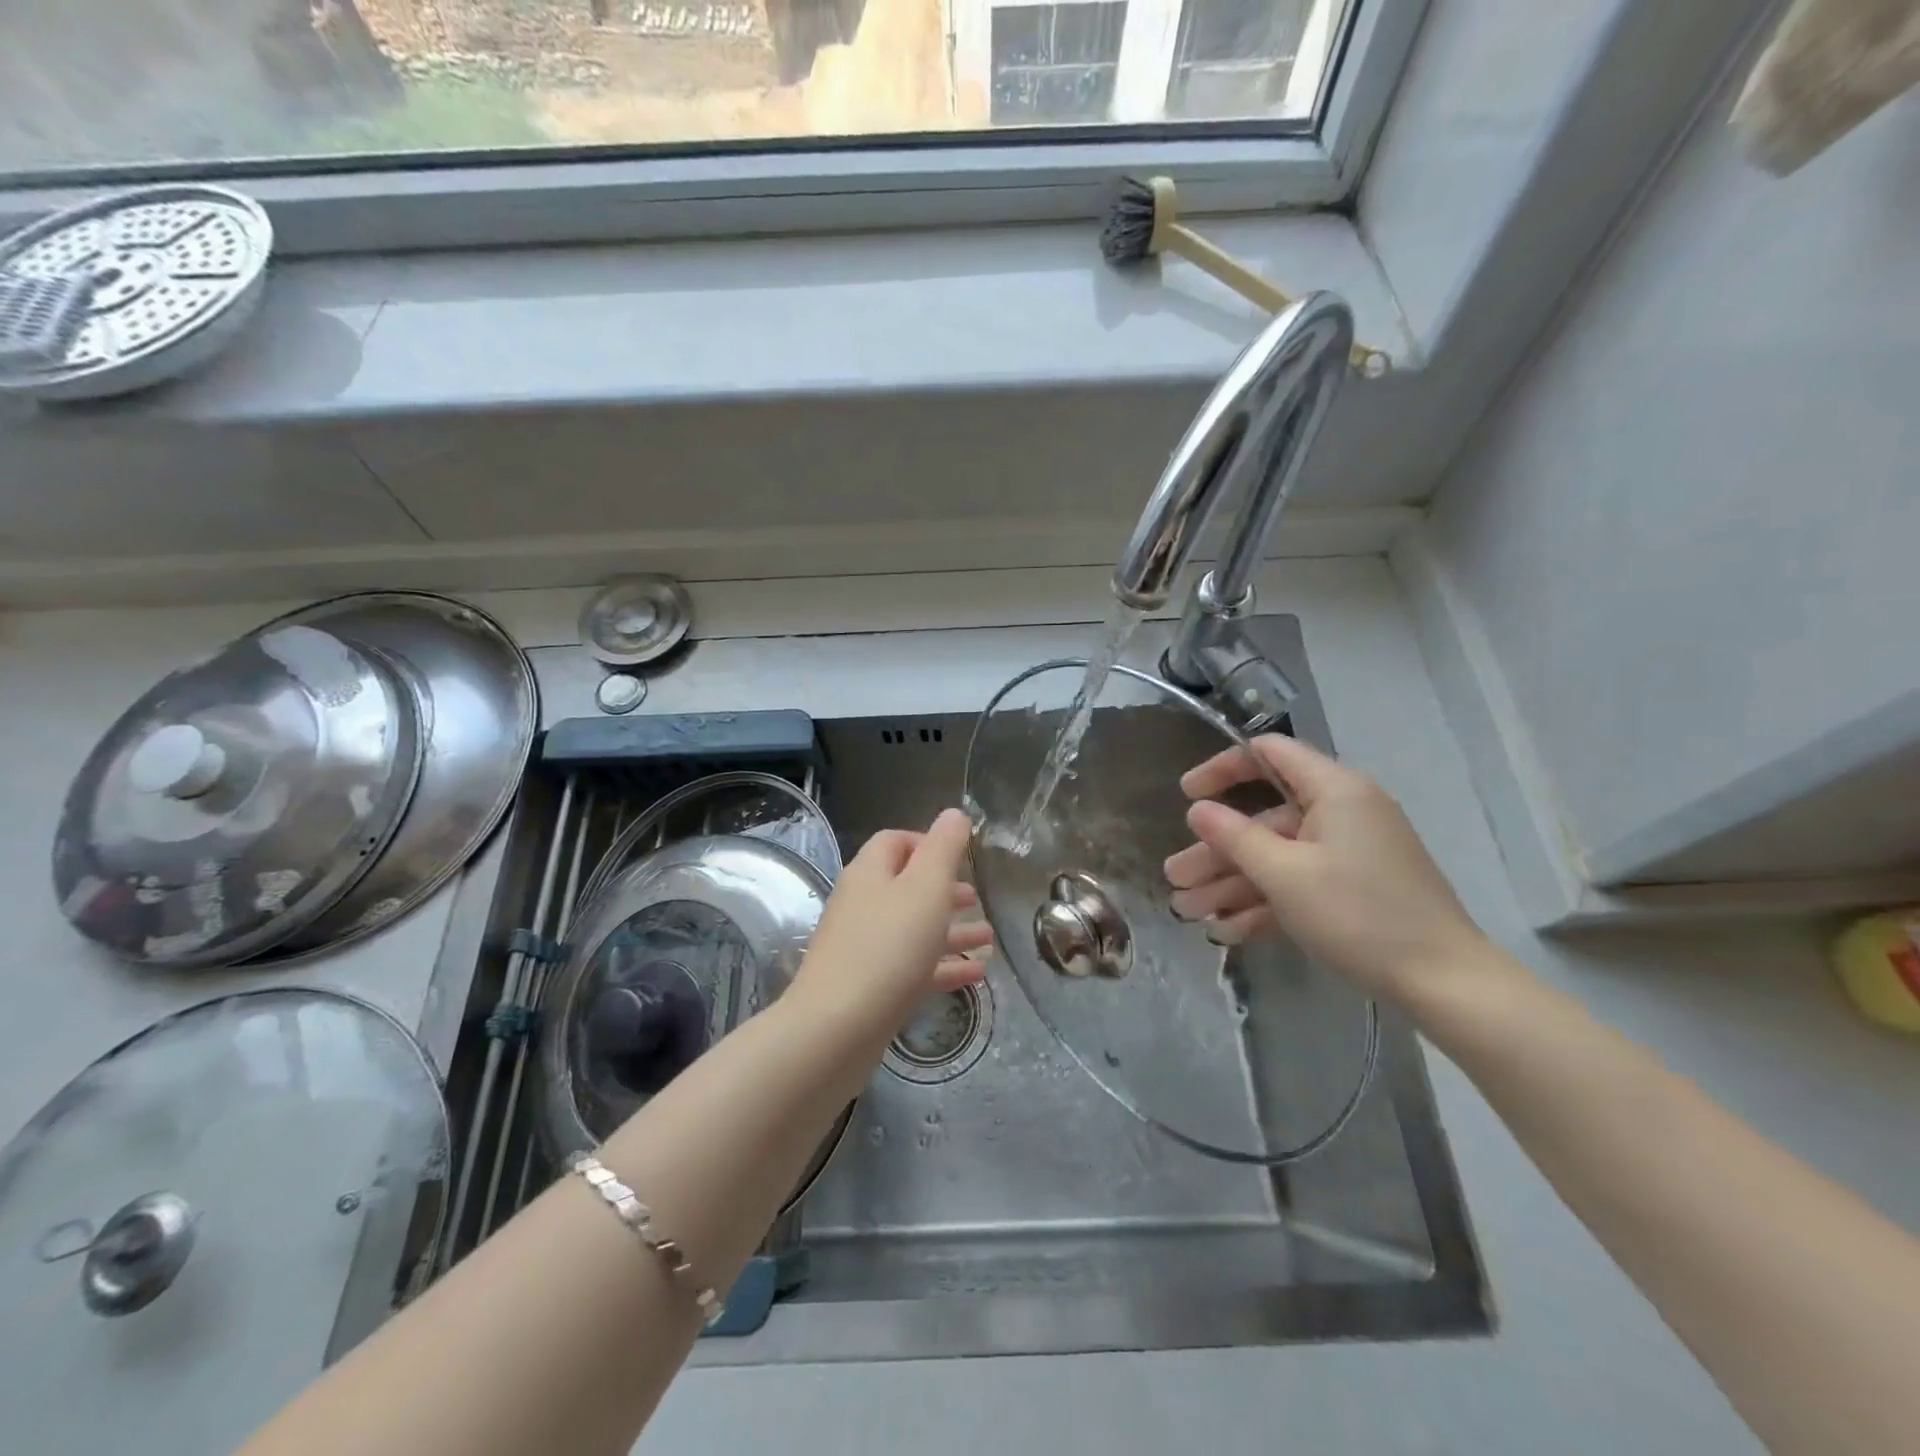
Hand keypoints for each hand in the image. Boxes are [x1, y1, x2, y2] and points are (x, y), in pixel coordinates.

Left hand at [790, 808, 992, 1035]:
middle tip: (977, 899)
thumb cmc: (888, 947)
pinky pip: (911, 967)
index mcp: (870, 873)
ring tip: (989, 939)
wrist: (836, 1029)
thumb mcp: (926, 887)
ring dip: (951, 930)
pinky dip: (942, 966)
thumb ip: (944, 848)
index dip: (927, 843)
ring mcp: (862, 948)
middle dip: (944, 891)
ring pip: (912, 929)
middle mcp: (862, 905)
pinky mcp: (869, 987)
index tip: (960, 857)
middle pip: (905, 887)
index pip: (894, 842)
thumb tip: (954, 813)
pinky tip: (976, 976)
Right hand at [1163, 734, 1486, 1003]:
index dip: (1222, 769)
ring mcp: (1348, 853)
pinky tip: (1226, 931)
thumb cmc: (1358, 914)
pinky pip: (1299, 884)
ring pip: (1276, 858)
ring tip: (1188, 913)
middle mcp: (1341, 812)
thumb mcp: (1285, 874)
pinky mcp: (1353, 889)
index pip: (1269, 755)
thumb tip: (1197, 810)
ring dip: (1231, 884)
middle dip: (1216, 852)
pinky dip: (1264, 903)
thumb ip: (1234, 836)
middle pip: (1264, 820)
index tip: (1186, 794)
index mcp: (1334, 790)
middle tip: (1175, 879)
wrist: (1444, 982)